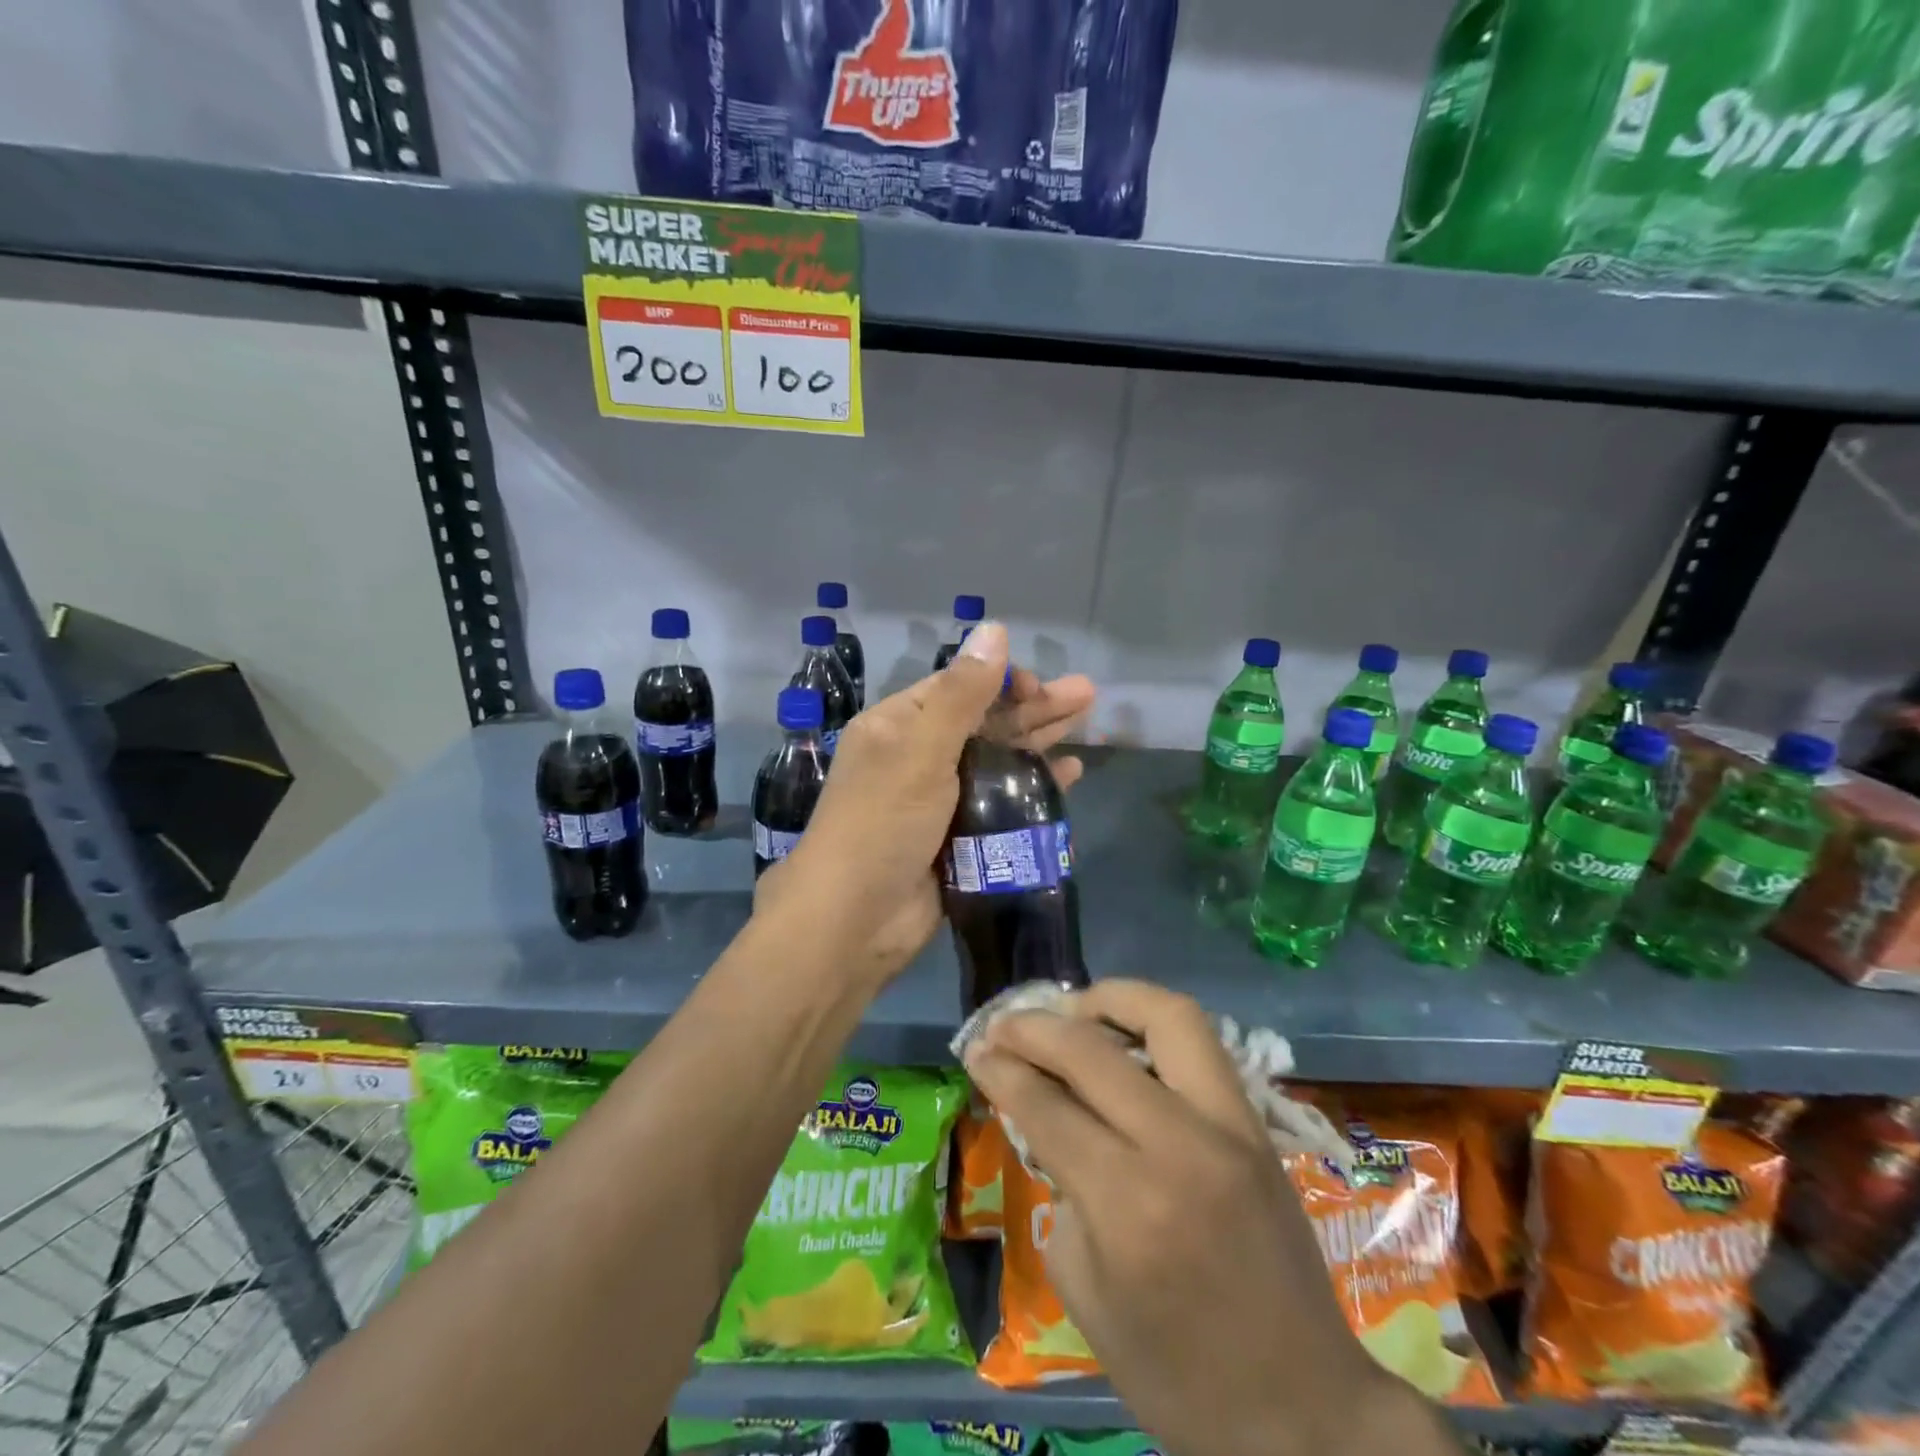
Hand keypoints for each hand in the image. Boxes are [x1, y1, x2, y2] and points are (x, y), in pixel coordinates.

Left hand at [756, 622, 1094, 986]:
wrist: (855, 920)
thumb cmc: (881, 823)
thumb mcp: (920, 750)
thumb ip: (961, 694)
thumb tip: (992, 629)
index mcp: (898, 728)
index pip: (956, 688)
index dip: (999, 681)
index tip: (1038, 686)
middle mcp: (918, 758)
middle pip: (985, 722)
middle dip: (1033, 706)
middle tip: (1087, 695)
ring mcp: (941, 801)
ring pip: (998, 760)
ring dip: (1040, 741)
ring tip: (1087, 721)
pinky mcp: (961, 838)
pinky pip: (1003, 803)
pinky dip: (1033, 787)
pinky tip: (1068, 775)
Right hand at [964, 981, 1448, 1455]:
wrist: (1307, 1414)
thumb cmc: (1180, 1377)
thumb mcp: (1086, 1296)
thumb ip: (1061, 1192)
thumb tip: (1049, 1123)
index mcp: (1128, 1204)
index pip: (1047, 1105)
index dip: (1001, 1069)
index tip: (976, 1051)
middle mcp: (1180, 1146)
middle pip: (1092, 1050)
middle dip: (1034, 1028)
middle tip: (1004, 1027)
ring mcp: (1230, 1126)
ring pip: (1167, 1016)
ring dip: (1109, 998)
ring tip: (1072, 1010)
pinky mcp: (1257, 1125)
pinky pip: (1200, 1044)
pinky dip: (1152, 1022)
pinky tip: (1124, 1037)